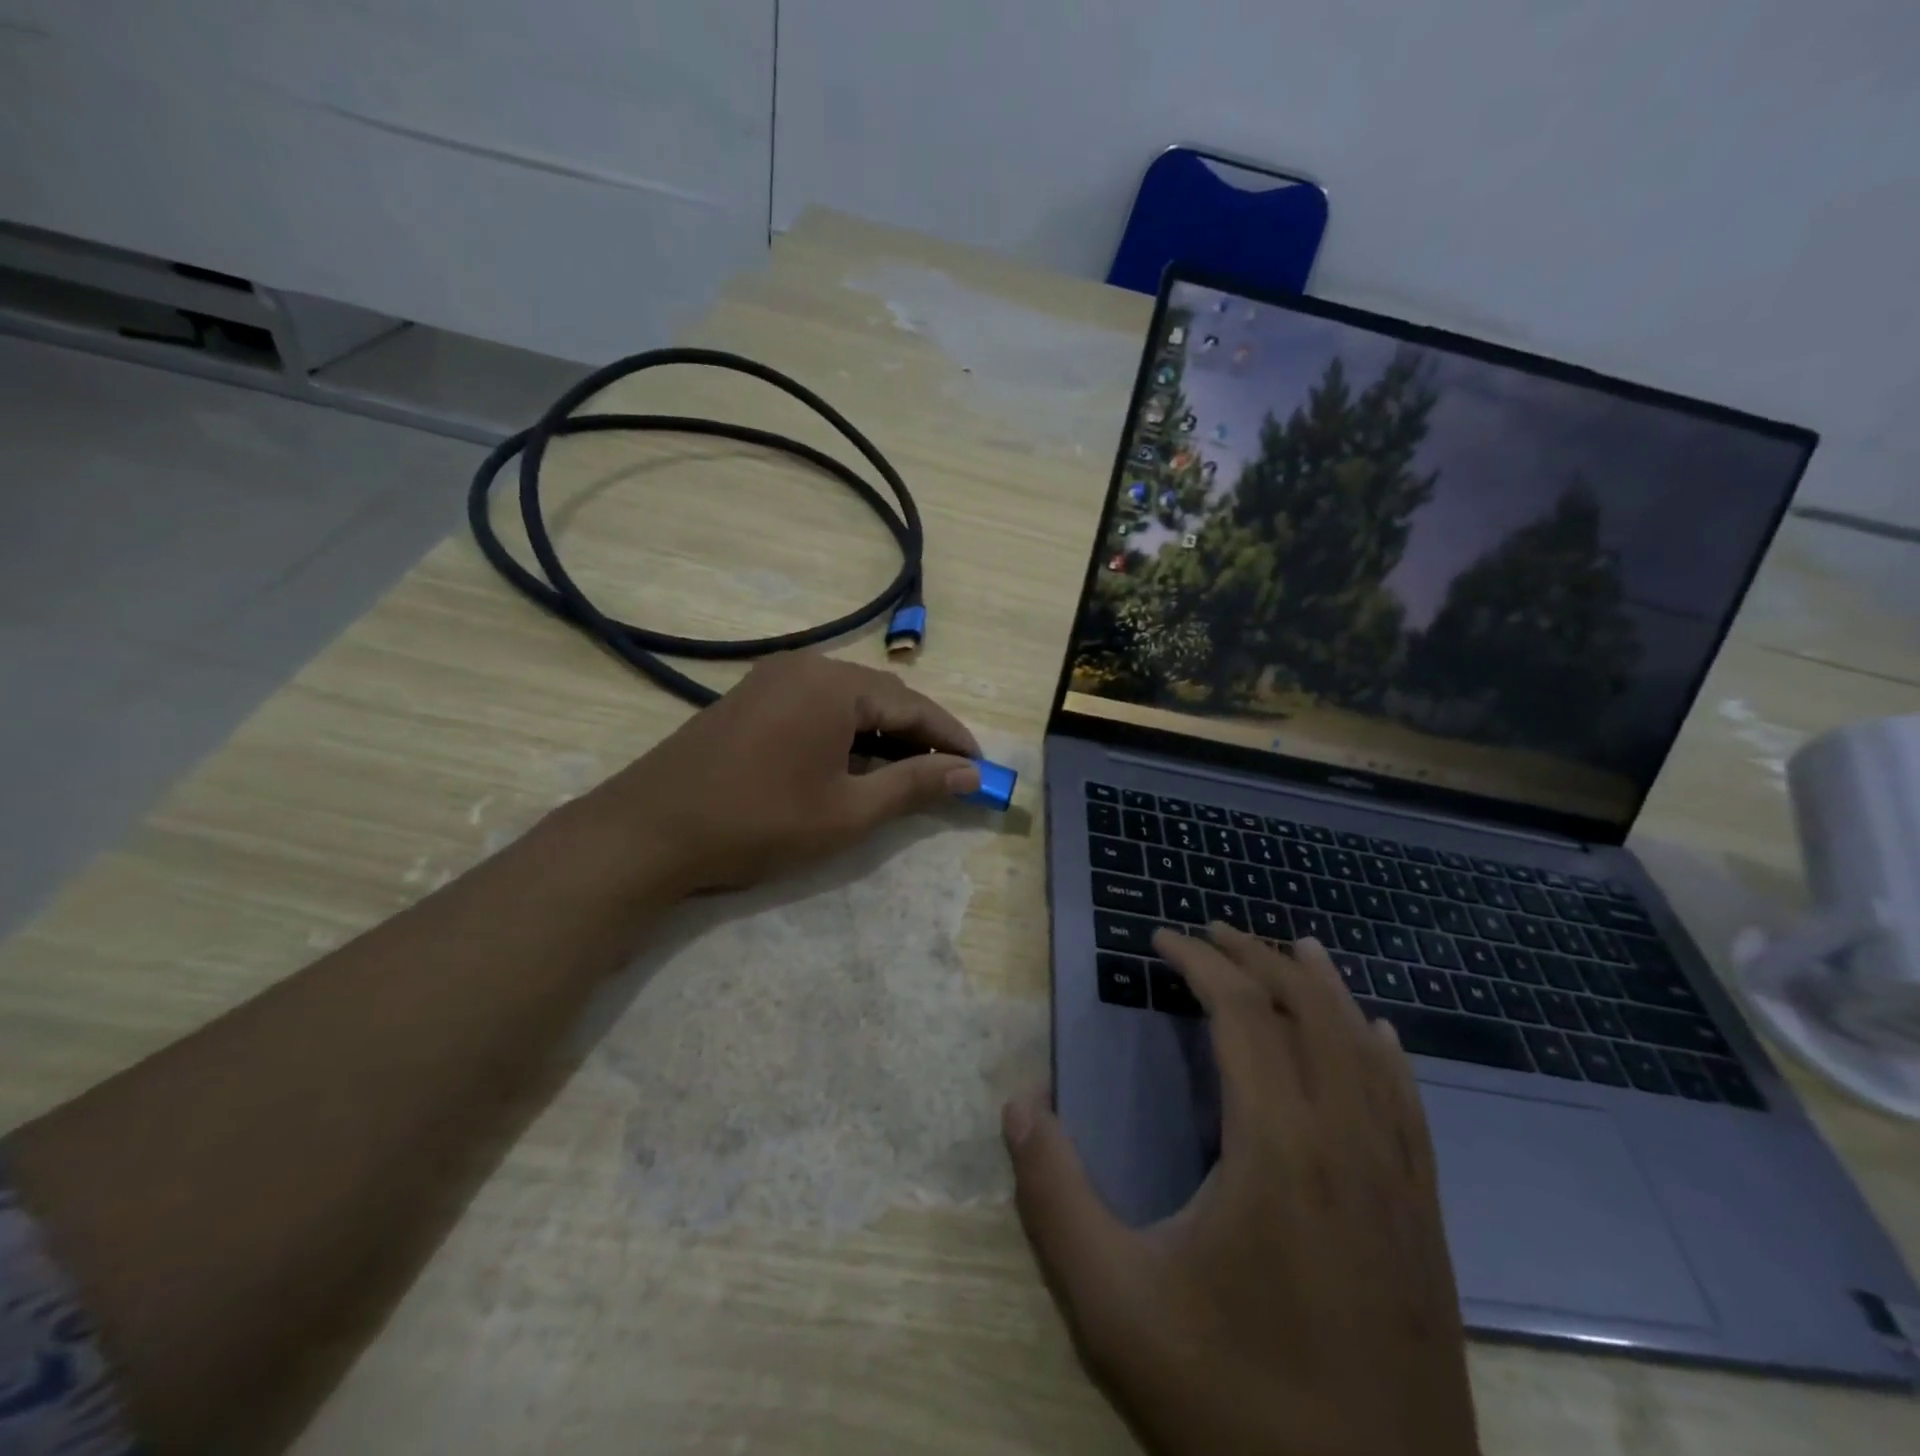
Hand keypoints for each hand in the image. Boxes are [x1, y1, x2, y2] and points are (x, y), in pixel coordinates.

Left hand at [592, 652, 981, 896]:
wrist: (647, 832)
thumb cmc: (758, 822)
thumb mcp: (848, 812)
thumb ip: (913, 785)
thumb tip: (970, 773)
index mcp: (835, 684)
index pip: (914, 706)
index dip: (952, 739)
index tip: (982, 769)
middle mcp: (806, 666)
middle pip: (882, 697)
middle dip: (918, 738)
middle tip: (948, 778)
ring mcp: (772, 679)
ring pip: (849, 703)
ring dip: (881, 737)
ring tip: (905, 777)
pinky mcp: (750, 698)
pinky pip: (816, 708)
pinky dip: (844, 735)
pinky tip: (852, 766)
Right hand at [1004, 929, 1478, 1455]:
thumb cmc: (1233, 1407)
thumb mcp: (1113, 1306)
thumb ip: (1054, 1196)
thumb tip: (1019, 1102)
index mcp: (1277, 1145)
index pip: (1243, 1013)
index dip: (1201, 963)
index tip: (1160, 939)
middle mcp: (1347, 1141)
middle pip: (1308, 1011)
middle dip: (1256, 957)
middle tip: (1210, 931)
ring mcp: (1398, 1180)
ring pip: (1365, 1046)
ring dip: (1323, 988)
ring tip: (1291, 948)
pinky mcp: (1425, 1218)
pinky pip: (1407, 1103)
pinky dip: (1382, 1049)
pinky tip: (1377, 1033)